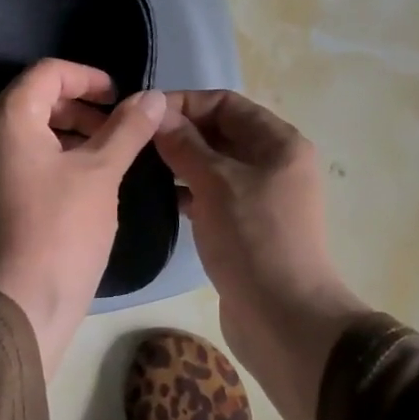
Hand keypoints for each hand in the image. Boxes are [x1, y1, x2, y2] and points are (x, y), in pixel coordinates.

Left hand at [0, 59, 166, 378]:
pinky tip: (75, 188)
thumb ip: (127, 129)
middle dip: (78, 108)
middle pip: (32, 101)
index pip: (47, 73)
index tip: (120, 99)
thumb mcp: (101, 174)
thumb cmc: (60, 232)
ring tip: (102, 160)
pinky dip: (45, 160)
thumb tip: (153, 97)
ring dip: (65, 135)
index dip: (89, 77)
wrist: (15, 309)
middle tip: (115, 131)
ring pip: (22, 134)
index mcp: (6, 119)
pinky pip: (11, 162)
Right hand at [153, 90, 368, 419]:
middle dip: (180, 133)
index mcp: (279, 143)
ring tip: (138, 167)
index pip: (227, 103)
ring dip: (180, 163)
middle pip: (221, 133)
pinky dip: (188, 193)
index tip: (144, 114)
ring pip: (214, 166)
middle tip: (135, 141)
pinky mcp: (246, 227)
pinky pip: (213, 197)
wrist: (283, 317)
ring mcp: (261, 198)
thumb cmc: (254, 238)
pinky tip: (157, 199)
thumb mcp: (216, 183)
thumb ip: (184, 145)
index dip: (185, 103)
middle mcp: (274, 164)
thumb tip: (156, 112)